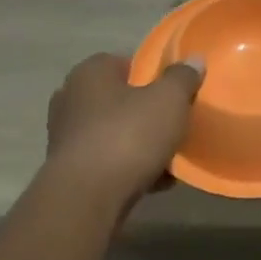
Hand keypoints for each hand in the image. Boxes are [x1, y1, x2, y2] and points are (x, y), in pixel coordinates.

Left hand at [42, 53, 205, 213]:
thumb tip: (194, 61)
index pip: (125, 63)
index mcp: (90, 72)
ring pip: (113, 133)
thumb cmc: (127, 136)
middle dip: (146, 113)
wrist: (86, 199)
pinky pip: (107, 162)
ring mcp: (66, 136)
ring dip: (139, 144)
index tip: (175, 93)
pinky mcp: (68, 171)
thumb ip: (183, 77)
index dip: (153, 76)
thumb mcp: (168, 100)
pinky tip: (157, 183)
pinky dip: (129, 169)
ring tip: (170, 158)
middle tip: (174, 125)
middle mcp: (71, 98)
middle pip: (120, 100)